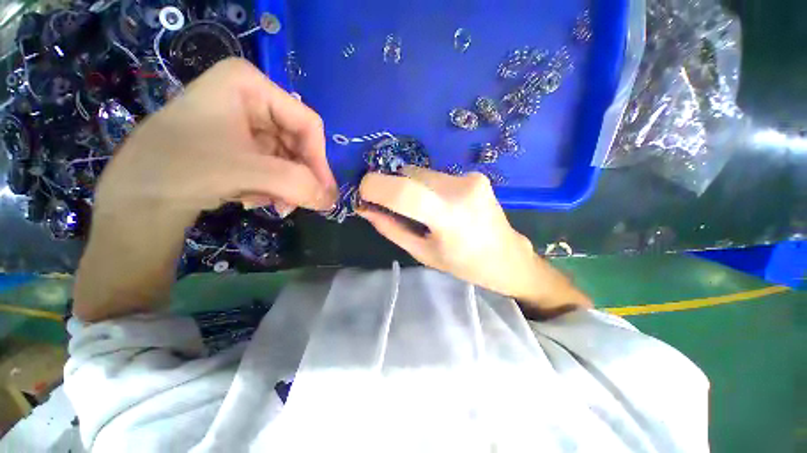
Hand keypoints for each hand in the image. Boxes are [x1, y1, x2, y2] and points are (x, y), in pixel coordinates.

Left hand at [93, 57, 336, 222]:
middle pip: (297, 142)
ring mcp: (243, 121)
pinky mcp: (238, 143)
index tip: (322, 192)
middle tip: (299, 203)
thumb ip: (299, 185)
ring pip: (287, 157)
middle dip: (299, 176)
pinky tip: (254, 198)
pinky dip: (271, 186)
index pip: (307, 123)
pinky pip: (272, 165)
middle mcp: (249, 98)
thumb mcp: (247, 172)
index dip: (319, 160)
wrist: (134, 197)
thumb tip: (332, 201)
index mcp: (249, 84)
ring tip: (272, 204)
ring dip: (285, 185)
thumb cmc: (182, 169)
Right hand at [358, 167, 589, 313]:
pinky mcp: (475, 174)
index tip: (363, 194)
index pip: (403, 190)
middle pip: (409, 174)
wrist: (506, 256)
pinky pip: (436, 175)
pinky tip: (439, 204)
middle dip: (392, 187)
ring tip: (422, 209)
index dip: (375, 186)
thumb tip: (364, 209)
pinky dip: (427, 186)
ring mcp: (470, 178)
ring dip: (411, 186)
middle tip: (391, 207)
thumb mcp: (422, 253)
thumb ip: (391, 229)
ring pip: (421, 172)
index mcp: (448, 216)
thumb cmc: (463, 264)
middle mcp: (461, 189)